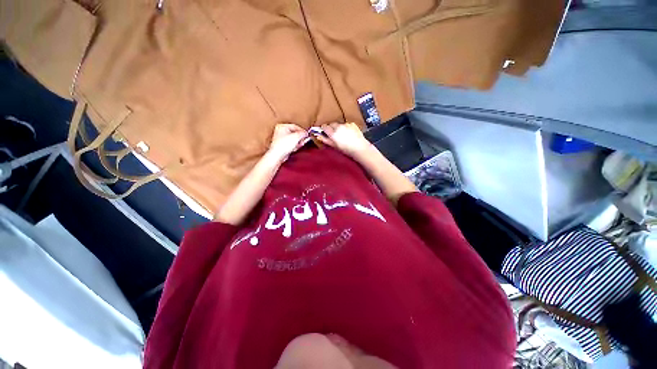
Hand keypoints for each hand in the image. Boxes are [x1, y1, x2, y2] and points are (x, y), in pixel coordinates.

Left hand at [267, 123, 307, 161]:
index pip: (295, 126)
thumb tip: (305, 133)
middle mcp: (280, 131)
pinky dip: (293, 146)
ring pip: (292, 139)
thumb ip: (303, 133)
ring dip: (297, 142)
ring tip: (299, 145)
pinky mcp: (281, 145)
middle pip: (294, 133)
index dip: (302, 131)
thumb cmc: (283, 145)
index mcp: (282, 126)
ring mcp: (280, 139)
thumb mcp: (297, 136)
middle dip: (300, 137)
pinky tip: (294, 148)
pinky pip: (290, 144)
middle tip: (303, 140)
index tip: (306, 134)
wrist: (278, 154)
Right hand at [317, 122, 370, 156]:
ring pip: (339, 124)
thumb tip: (318, 136)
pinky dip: (346, 127)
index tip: (324, 132)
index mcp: (333, 133)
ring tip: (343, 135)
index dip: (324, 129)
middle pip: (332, 124)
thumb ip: (325, 140)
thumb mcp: (334, 146)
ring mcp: (346, 124)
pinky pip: (347, 124)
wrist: (360, 148)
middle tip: (334, 134)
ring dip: (339, 128)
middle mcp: (338, 127)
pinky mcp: (352, 124)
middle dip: (331, 128)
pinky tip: (349, 134)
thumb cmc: (346, 149)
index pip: (324, 126)